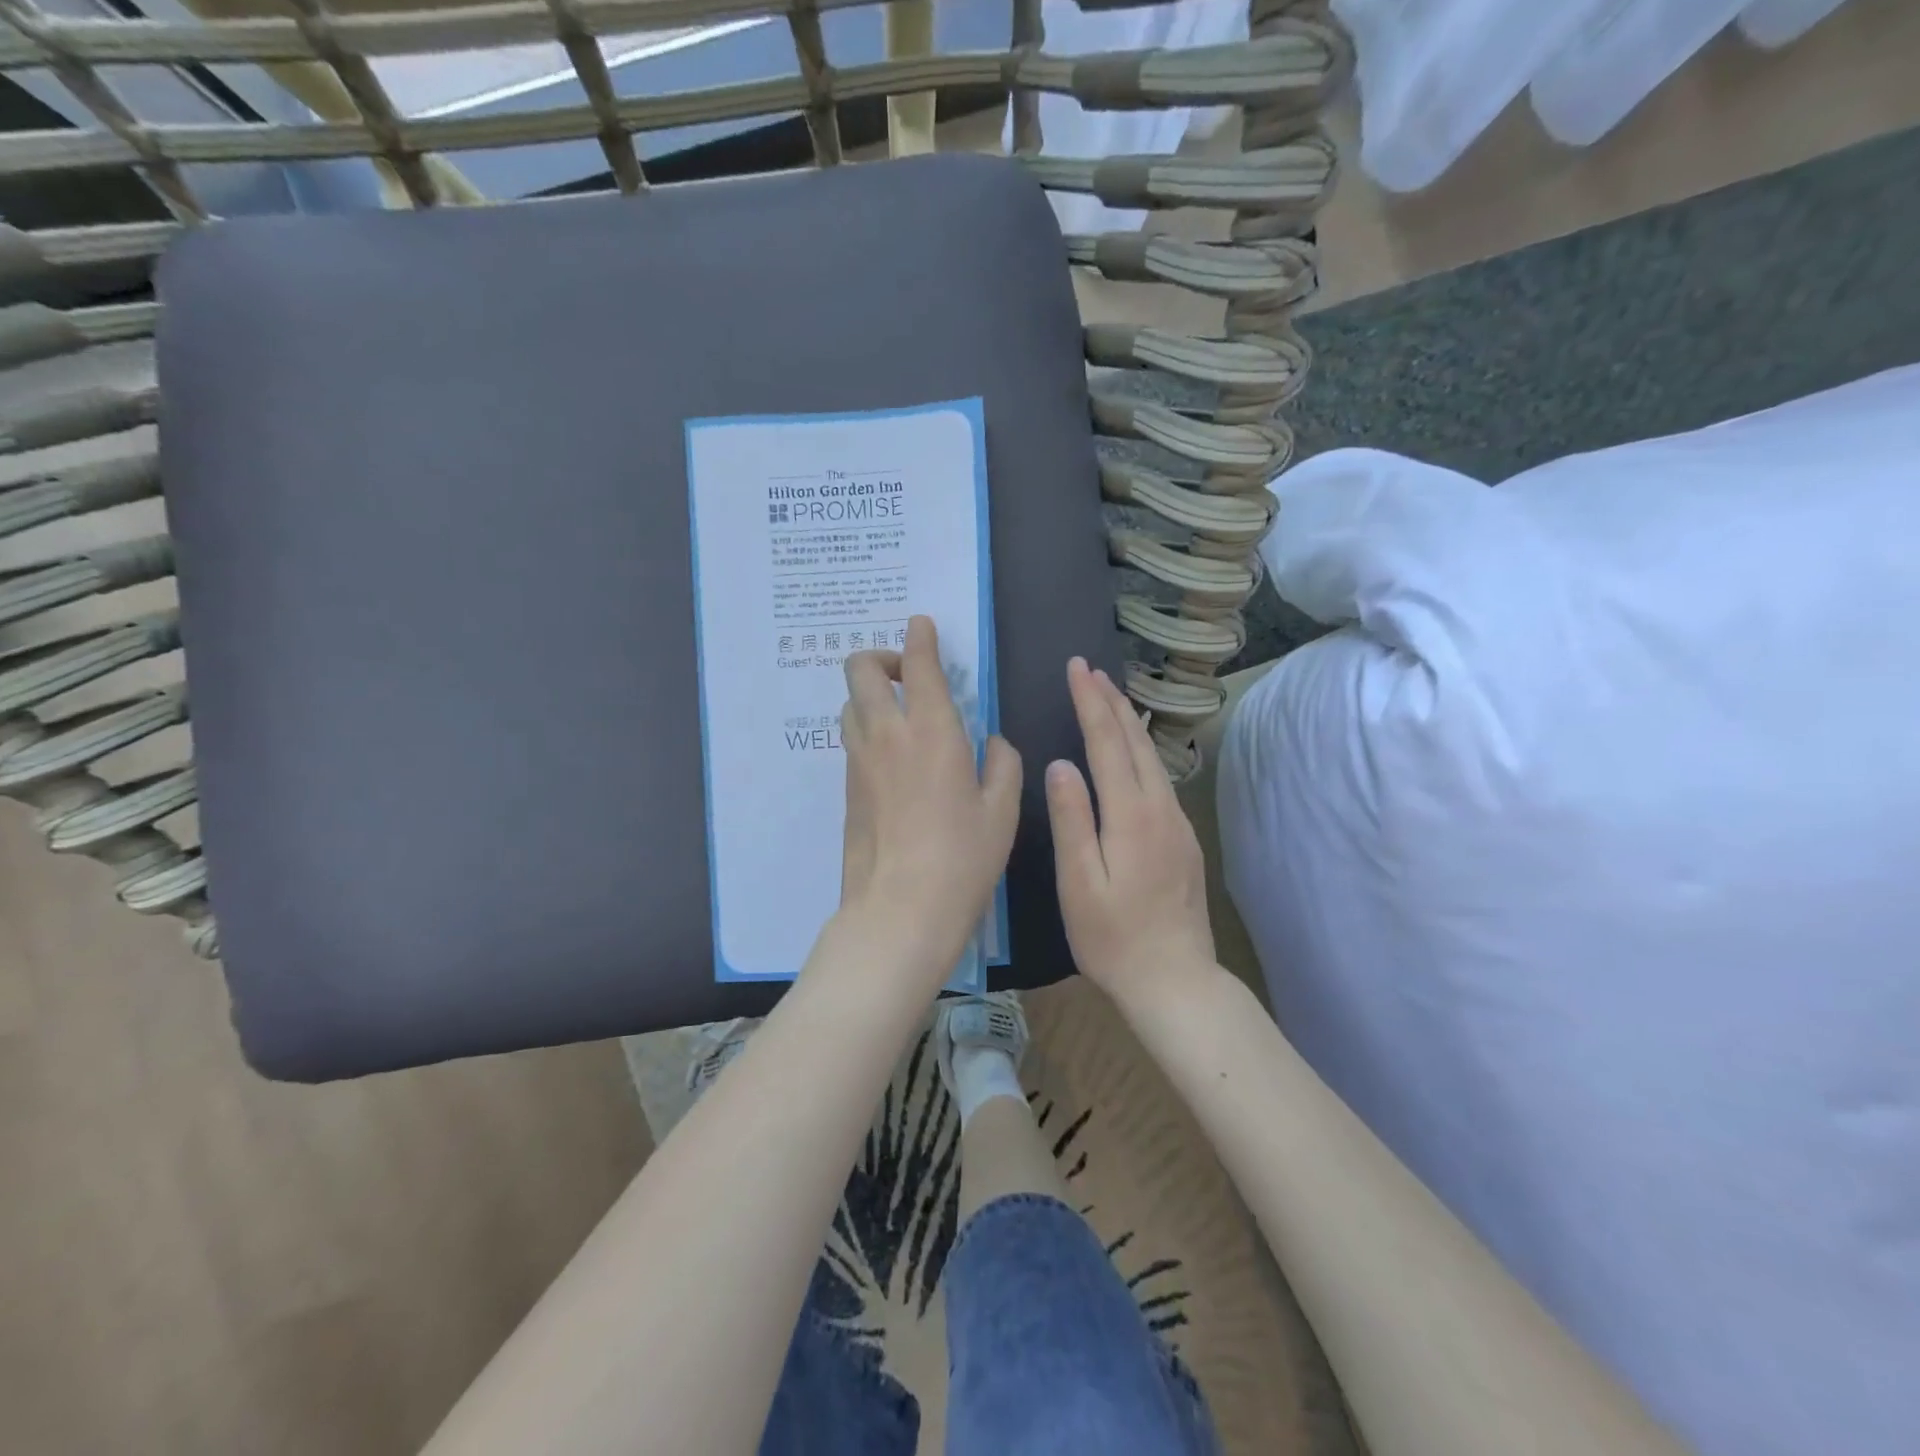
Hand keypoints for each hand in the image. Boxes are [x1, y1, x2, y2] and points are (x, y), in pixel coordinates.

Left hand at [836, 616, 1021, 984]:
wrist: (900, 909)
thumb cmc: (963, 858)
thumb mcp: (1002, 810)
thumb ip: (1002, 764)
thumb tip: (990, 743)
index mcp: (933, 730)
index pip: (918, 664)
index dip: (919, 637)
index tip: (921, 625)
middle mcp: (887, 734)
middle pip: (859, 670)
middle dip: (879, 658)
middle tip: (905, 675)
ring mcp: (859, 761)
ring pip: (849, 705)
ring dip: (869, 697)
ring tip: (898, 718)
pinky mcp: (846, 789)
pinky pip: (851, 742)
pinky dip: (866, 732)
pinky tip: (891, 760)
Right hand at [1047, 658, 1215, 1010]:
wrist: (1175, 981)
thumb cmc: (1113, 938)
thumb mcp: (1078, 883)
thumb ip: (1072, 820)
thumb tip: (1060, 764)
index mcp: (1130, 816)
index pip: (1107, 743)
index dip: (1090, 702)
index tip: (1077, 668)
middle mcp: (1160, 809)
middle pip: (1135, 742)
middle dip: (1112, 701)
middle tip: (1091, 669)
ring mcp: (1177, 824)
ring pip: (1151, 758)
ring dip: (1129, 722)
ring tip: (1110, 696)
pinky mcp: (1183, 840)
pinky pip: (1160, 779)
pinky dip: (1141, 751)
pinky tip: (1132, 752)